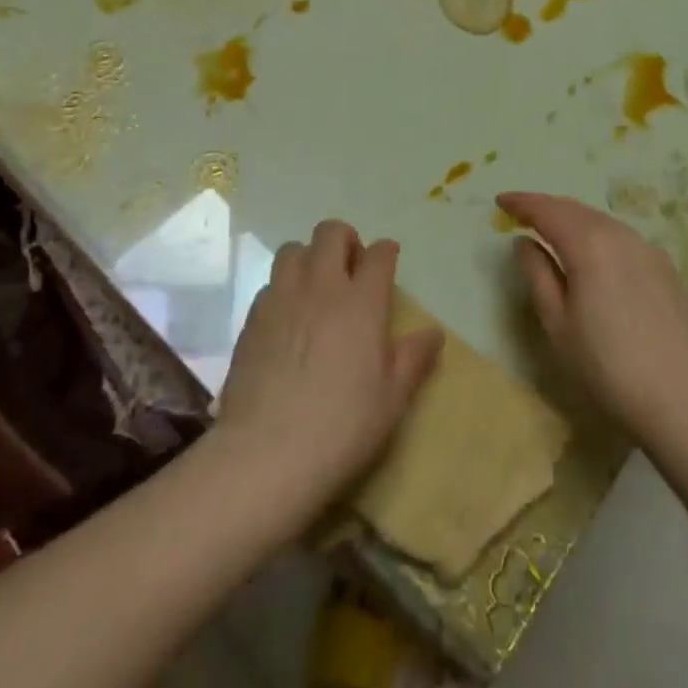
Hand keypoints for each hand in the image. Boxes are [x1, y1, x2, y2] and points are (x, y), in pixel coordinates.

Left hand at [217, 221, 443, 515]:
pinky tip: (288, 320)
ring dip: (309, 258)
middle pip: (331, 233)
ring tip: (316, 288)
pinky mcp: (252, 317)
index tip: (388, 263)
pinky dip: (284, 289)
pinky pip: (271, 283)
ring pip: (294, 249)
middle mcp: (322, 287)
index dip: (386, 253)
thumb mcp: (391, 399)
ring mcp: (282, 298)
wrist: (265, 453)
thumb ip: (414, 359)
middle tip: (351, 271)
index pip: (379, 254)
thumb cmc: (341, 427)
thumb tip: (435, 333)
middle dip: (346, 241)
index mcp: (362, 302)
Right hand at [501, 192, 687, 445]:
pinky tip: (594, 252)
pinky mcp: (664, 266)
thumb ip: (536, 273)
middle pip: (575, 209)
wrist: (677, 396)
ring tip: (554, 230)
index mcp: (588, 244)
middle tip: (523, 213)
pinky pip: (622, 237)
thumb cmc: (604, 364)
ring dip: (573, 219)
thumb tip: (525, 242)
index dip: (521, 203)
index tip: (500, 200)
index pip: (547, 210)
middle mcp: (619, 234)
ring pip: (601, 220)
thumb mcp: (556, 322)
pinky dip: (599, 234)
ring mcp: (646, 248)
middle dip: (546, 207)